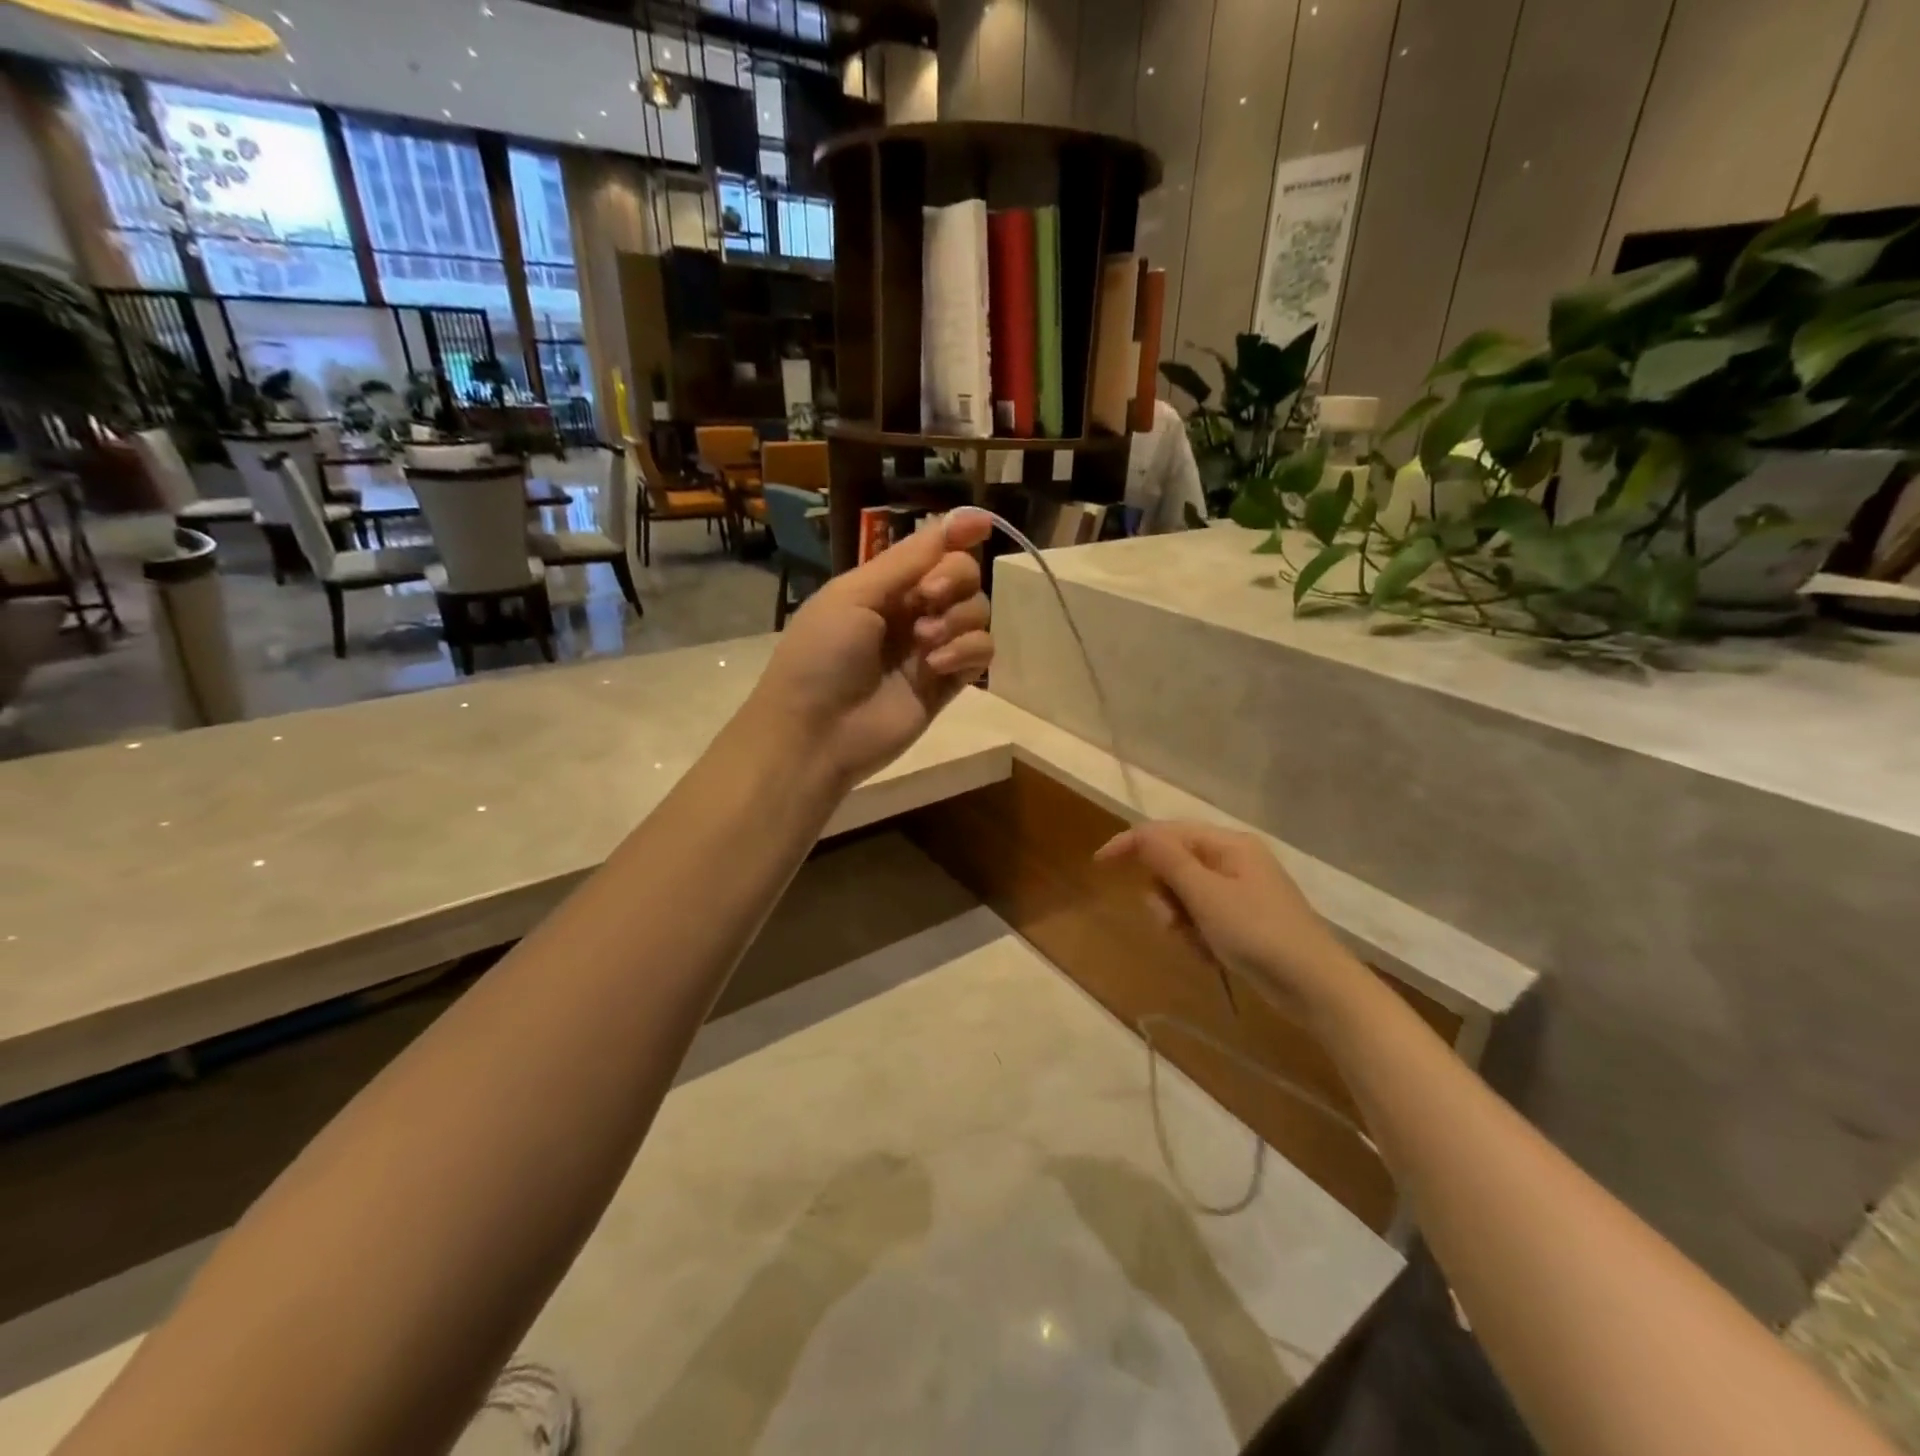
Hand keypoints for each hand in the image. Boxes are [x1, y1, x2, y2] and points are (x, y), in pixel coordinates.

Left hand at [752, 509, 993, 786]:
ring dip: (958, 618)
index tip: (982, 525)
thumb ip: (907, 561)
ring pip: (977, 613)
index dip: (959, 534)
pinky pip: (981, 653)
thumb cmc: (822, 655)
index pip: (933, 550)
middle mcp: (912, 611)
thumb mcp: (854, 595)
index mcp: (884, 585)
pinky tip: (937, 665)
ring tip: (925, 642)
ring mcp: (932, 648)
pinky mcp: (948, 684)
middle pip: (963, 576)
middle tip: (928, 598)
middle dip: (954, 579)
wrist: (816, 732)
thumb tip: (958, 519)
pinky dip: (967, 651)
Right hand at [1096, 821, 1357, 1020]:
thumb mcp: (1206, 895)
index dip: (1130, 844)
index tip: (1099, 864)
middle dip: (1164, 895)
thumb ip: (1169, 861)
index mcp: (1227, 844)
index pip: (1165, 832)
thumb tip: (1139, 832)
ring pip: (1183, 896)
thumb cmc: (1259, 933)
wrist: (1316, 987)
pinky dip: (1197, 936)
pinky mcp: (1242, 920)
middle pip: (1173, 865)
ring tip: (1196, 945)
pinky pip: (1201, 918)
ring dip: (1180, 921)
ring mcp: (1239, 891)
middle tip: (1171, 923)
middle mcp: (1232, 860)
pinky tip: (1210, 956)